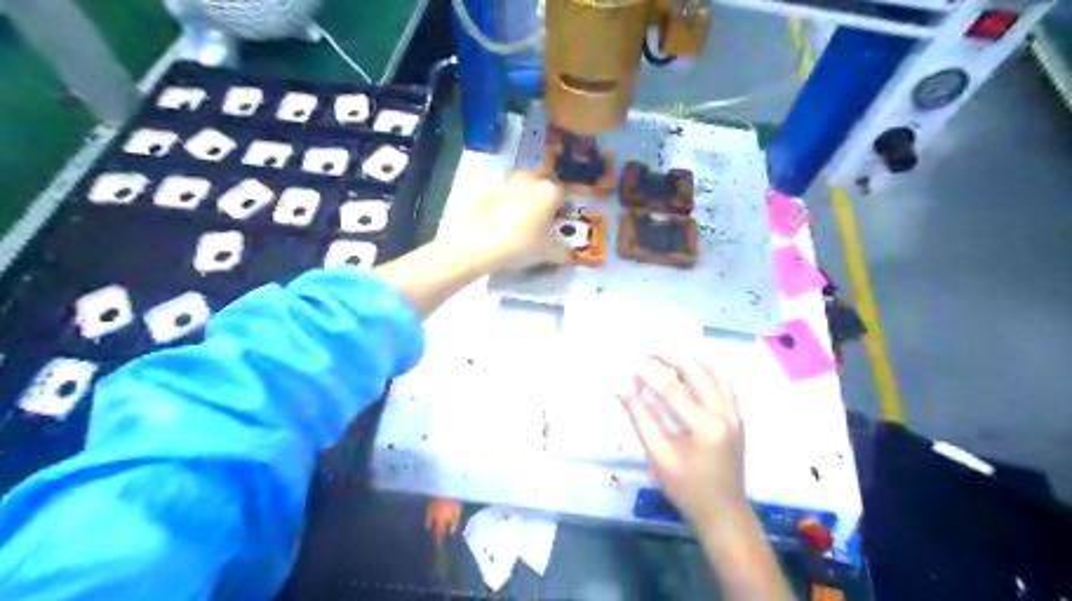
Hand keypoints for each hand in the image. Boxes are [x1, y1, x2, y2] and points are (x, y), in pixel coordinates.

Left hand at [460, 169, 569, 269]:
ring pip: (522, 182)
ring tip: (520, 215)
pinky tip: (501, 215)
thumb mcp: (546, 253)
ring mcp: (506, 180)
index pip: (563, 195)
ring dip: (524, 192)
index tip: (557, 221)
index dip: (561, 208)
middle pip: (542, 181)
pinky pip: (503, 189)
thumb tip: (566, 249)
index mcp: (549, 191)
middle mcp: (530, 179)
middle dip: (543, 193)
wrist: (476, 244)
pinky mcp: (486, 186)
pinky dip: (505, 198)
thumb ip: (561, 248)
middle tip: (541, 214)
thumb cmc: (518, 246)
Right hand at [621, 355, 747, 527]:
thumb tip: (622, 388)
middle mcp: (724, 413)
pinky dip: (705, 368)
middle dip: (669, 356)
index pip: (672, 389)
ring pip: (712, 370)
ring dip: (687, 358)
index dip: (648, 374)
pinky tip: (688, 368)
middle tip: (646, 353)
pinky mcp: (737, 414)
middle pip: (696, 370)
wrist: (724, 511)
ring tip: (662, 356)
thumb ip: (641, 419)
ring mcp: (734, 412)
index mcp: (704, 427)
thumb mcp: (658, 457)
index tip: (630, 364)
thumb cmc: (686, 488)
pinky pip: (723, 380)